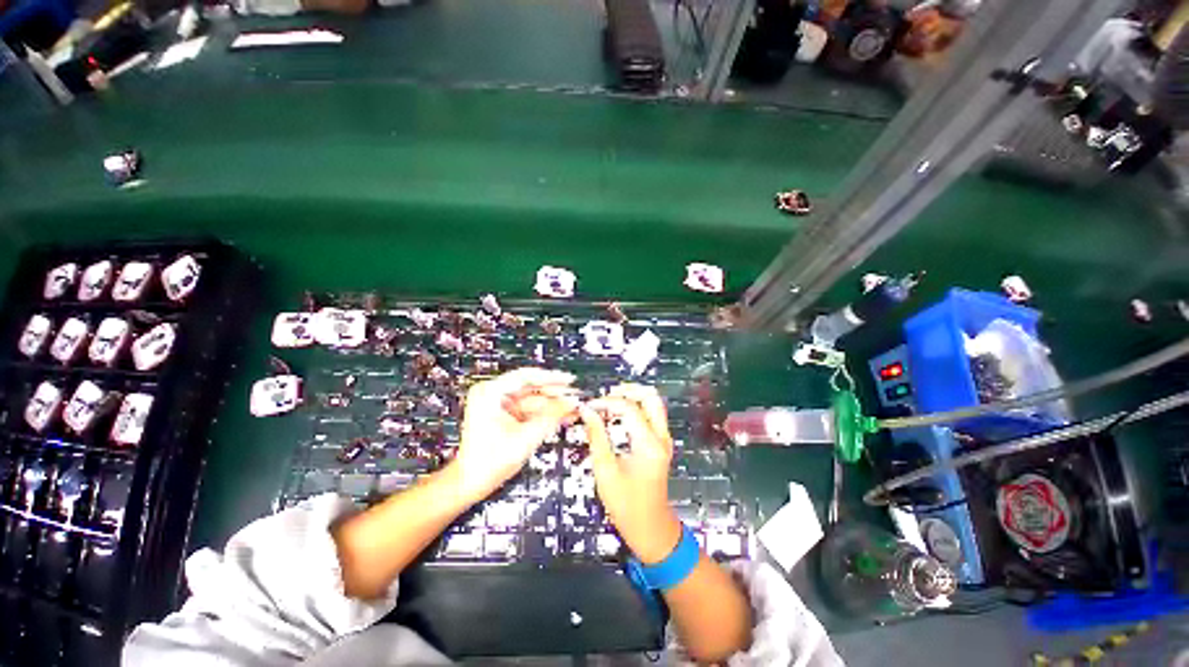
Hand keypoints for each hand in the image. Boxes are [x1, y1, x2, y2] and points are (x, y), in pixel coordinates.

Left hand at [450, 368, 577, 500]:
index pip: (526, 377)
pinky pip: (529, 410)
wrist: (471, 483)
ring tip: (573, 408)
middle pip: (531, 387)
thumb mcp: (527, 437)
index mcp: (490, 392)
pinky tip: (563, 415)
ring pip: (533, 399)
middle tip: (575, 396)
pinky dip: (544, 414)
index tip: (569, 380)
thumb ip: (552, 416)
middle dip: (554, 394)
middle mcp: (493, 394)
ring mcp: (498, 405)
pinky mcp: (504, 416)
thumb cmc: (490, 461)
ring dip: (552, 405)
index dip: (551, 378)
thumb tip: (572, 402)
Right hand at [582, 384, 681, 563]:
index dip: (607, 402)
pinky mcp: (662, 442)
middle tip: (605, 397)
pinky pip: (653, 414)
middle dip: (627, 391)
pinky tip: (620, 413)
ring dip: (633, 396)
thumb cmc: (626, 504)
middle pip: (650, 397)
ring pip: (654, 402)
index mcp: (648, 445)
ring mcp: (665, 439)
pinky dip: (637, 407)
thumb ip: (597, 437)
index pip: (629, 408)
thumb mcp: (605, 471)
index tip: (589, 406)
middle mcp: (661, 437)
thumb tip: (587, 411)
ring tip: (610, 402)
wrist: (651, 527)